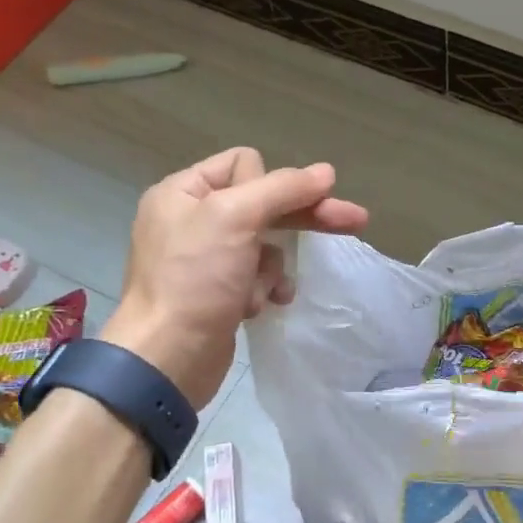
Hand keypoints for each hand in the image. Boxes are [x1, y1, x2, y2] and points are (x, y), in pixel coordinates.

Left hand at [103, 147, 368, 408]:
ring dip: (273, 266)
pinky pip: (258, 276)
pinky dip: (265, 288)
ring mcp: (205, 258)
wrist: (166, 359)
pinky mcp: (218, 291)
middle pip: (263, 203)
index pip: (244, 163)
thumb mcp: (235, 218)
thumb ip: (283, 188)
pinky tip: (262, 306)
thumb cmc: (194, 279)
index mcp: (183, 192)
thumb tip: (327, 172)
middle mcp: (192, 219)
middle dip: (303, 217)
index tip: (279, 209)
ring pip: (266, 243)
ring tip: (264, 290)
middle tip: (355, 221)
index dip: (270, 184)